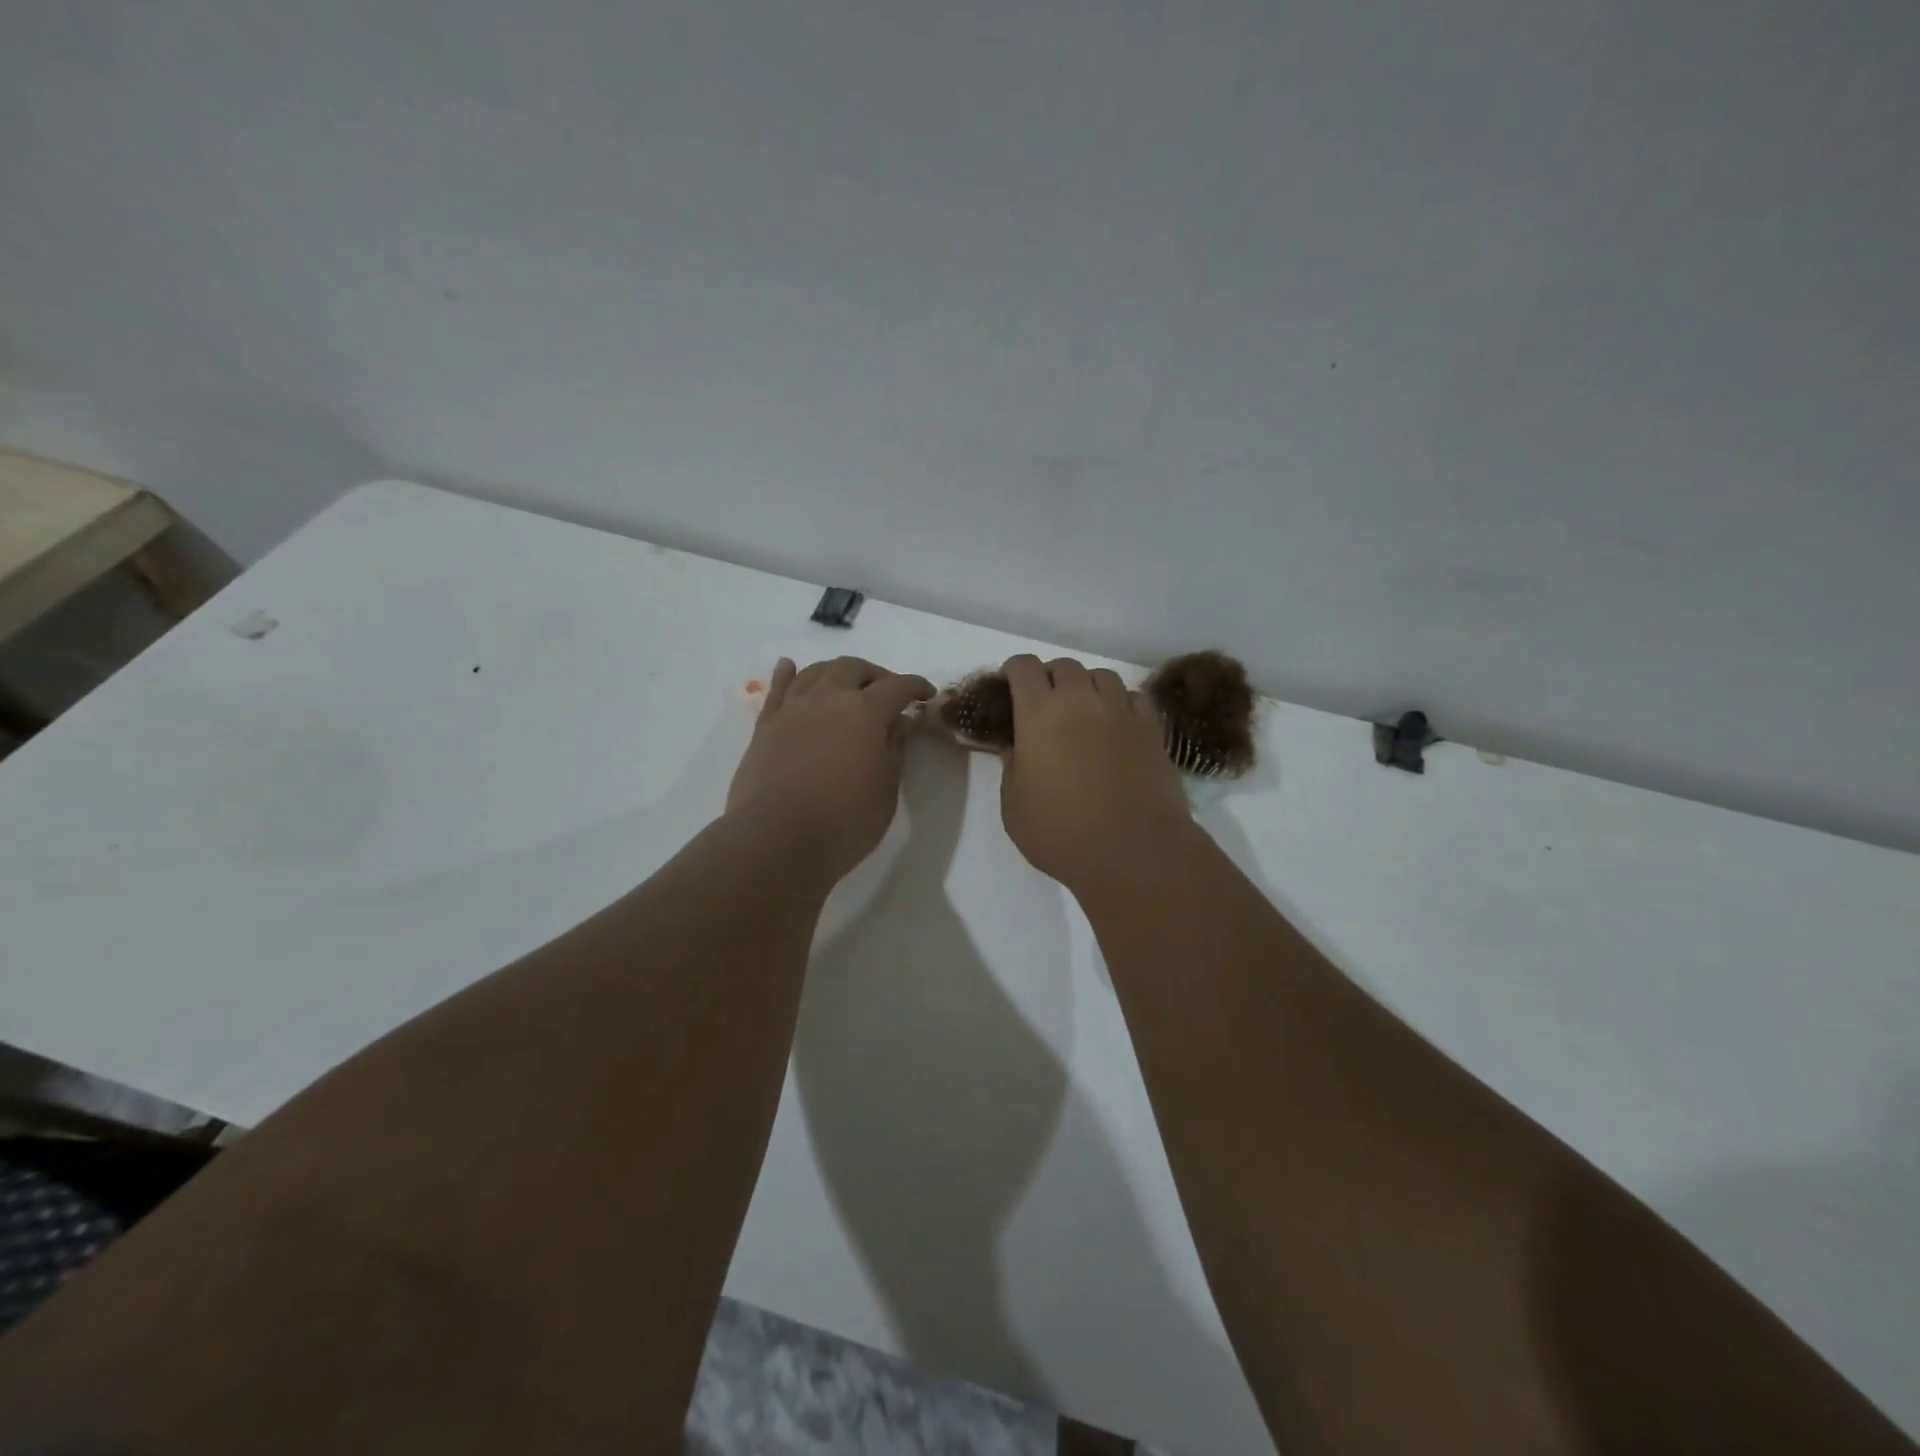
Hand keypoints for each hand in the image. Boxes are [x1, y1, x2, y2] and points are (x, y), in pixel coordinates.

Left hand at [727, 656, 935, 879]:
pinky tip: (790, 667)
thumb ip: (895, 748)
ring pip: (816, 672)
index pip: (897, 686)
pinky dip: (787, 674)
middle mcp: (828, 698)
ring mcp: (793, 709)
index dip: (916, 687)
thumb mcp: (885, 788)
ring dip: (837, 672)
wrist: (776, 839)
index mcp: (865, 711)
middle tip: (887, 694)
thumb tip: (902, 720)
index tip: (927, 695)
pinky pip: (778, 690)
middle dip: (875, 675)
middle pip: (853, 668)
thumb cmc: (845, 819)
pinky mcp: (765, 726)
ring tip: (847, 685)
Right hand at [998, 654, 1194, 891]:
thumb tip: (1016, 747)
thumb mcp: (1014, 806)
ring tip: (1084, 712)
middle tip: (1045, 706)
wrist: (1133, 850)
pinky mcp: (1152, 728)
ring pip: (1102, 675)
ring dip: (1087, 686)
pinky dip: (1121, 702)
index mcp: (1039, 713)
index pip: (1024, 667)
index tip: (1009, 688)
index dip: (1013, 671)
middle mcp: (1080, 700)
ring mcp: (1121, 711)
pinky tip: (1117, 725)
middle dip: (1050, 678)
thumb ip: (1011, 767)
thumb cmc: (1061, 833)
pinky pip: (1134, 697)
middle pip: (1064, 666)